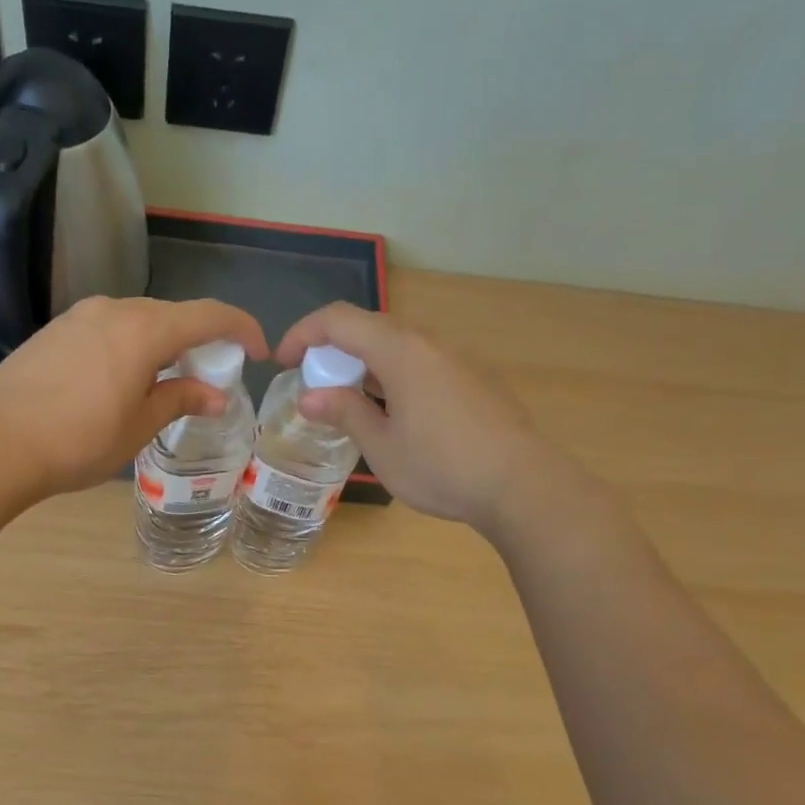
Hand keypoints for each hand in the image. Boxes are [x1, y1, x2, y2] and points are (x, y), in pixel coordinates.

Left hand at [0, 296, 268, 498]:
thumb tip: (216, 395)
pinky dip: (129, 348)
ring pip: (137, 322)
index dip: (241, 329)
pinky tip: (121, 381)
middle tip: (210, 377)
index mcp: (144, 329)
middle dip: (199, 341)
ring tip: (165, 383)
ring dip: (162, 345)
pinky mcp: (53, 331)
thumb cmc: (78, 441)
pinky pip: (107, 330)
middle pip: (171, 315)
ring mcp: (77, 317)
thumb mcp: (139, 426)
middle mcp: (113, 309)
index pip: (208, 315)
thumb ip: (180, 400)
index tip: (258, 352)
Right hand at [278, 302, 580, 532]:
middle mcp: (431, 343)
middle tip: (316, 387)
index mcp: (401, 351)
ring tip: (353, 403)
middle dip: (333, 351)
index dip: (304, 333)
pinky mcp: (476, 378)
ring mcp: (459, 359)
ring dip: (366, 365)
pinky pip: (424, 363)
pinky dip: (395, 376)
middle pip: (370, 328)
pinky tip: (397, 414)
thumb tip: (310, 397)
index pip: (340, 320)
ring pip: (400, 346)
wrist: (520, 484)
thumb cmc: (441, 466)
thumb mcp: (382, 447)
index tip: (283, 361)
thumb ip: (345, 412)